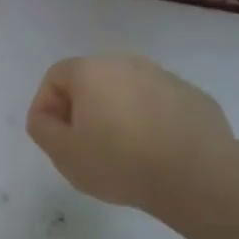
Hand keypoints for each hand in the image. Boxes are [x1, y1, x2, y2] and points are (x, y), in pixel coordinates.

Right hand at [25, 55, 236, 213]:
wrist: (197, 175)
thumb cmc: (119, 161)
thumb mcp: (63, 153)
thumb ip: (42, 127)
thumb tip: (46, 115)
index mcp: (91, 71)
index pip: (55, 77)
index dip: (46, 107)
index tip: (55, 139)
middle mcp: (127, 63)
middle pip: (92, 81)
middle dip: (83, 110)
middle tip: (85, 146)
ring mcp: (165, 77)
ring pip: (127, 92)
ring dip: (118, 115)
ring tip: (123, 153)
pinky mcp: (193, 97)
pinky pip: (159, 105)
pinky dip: (150, 122)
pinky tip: (156, 153)